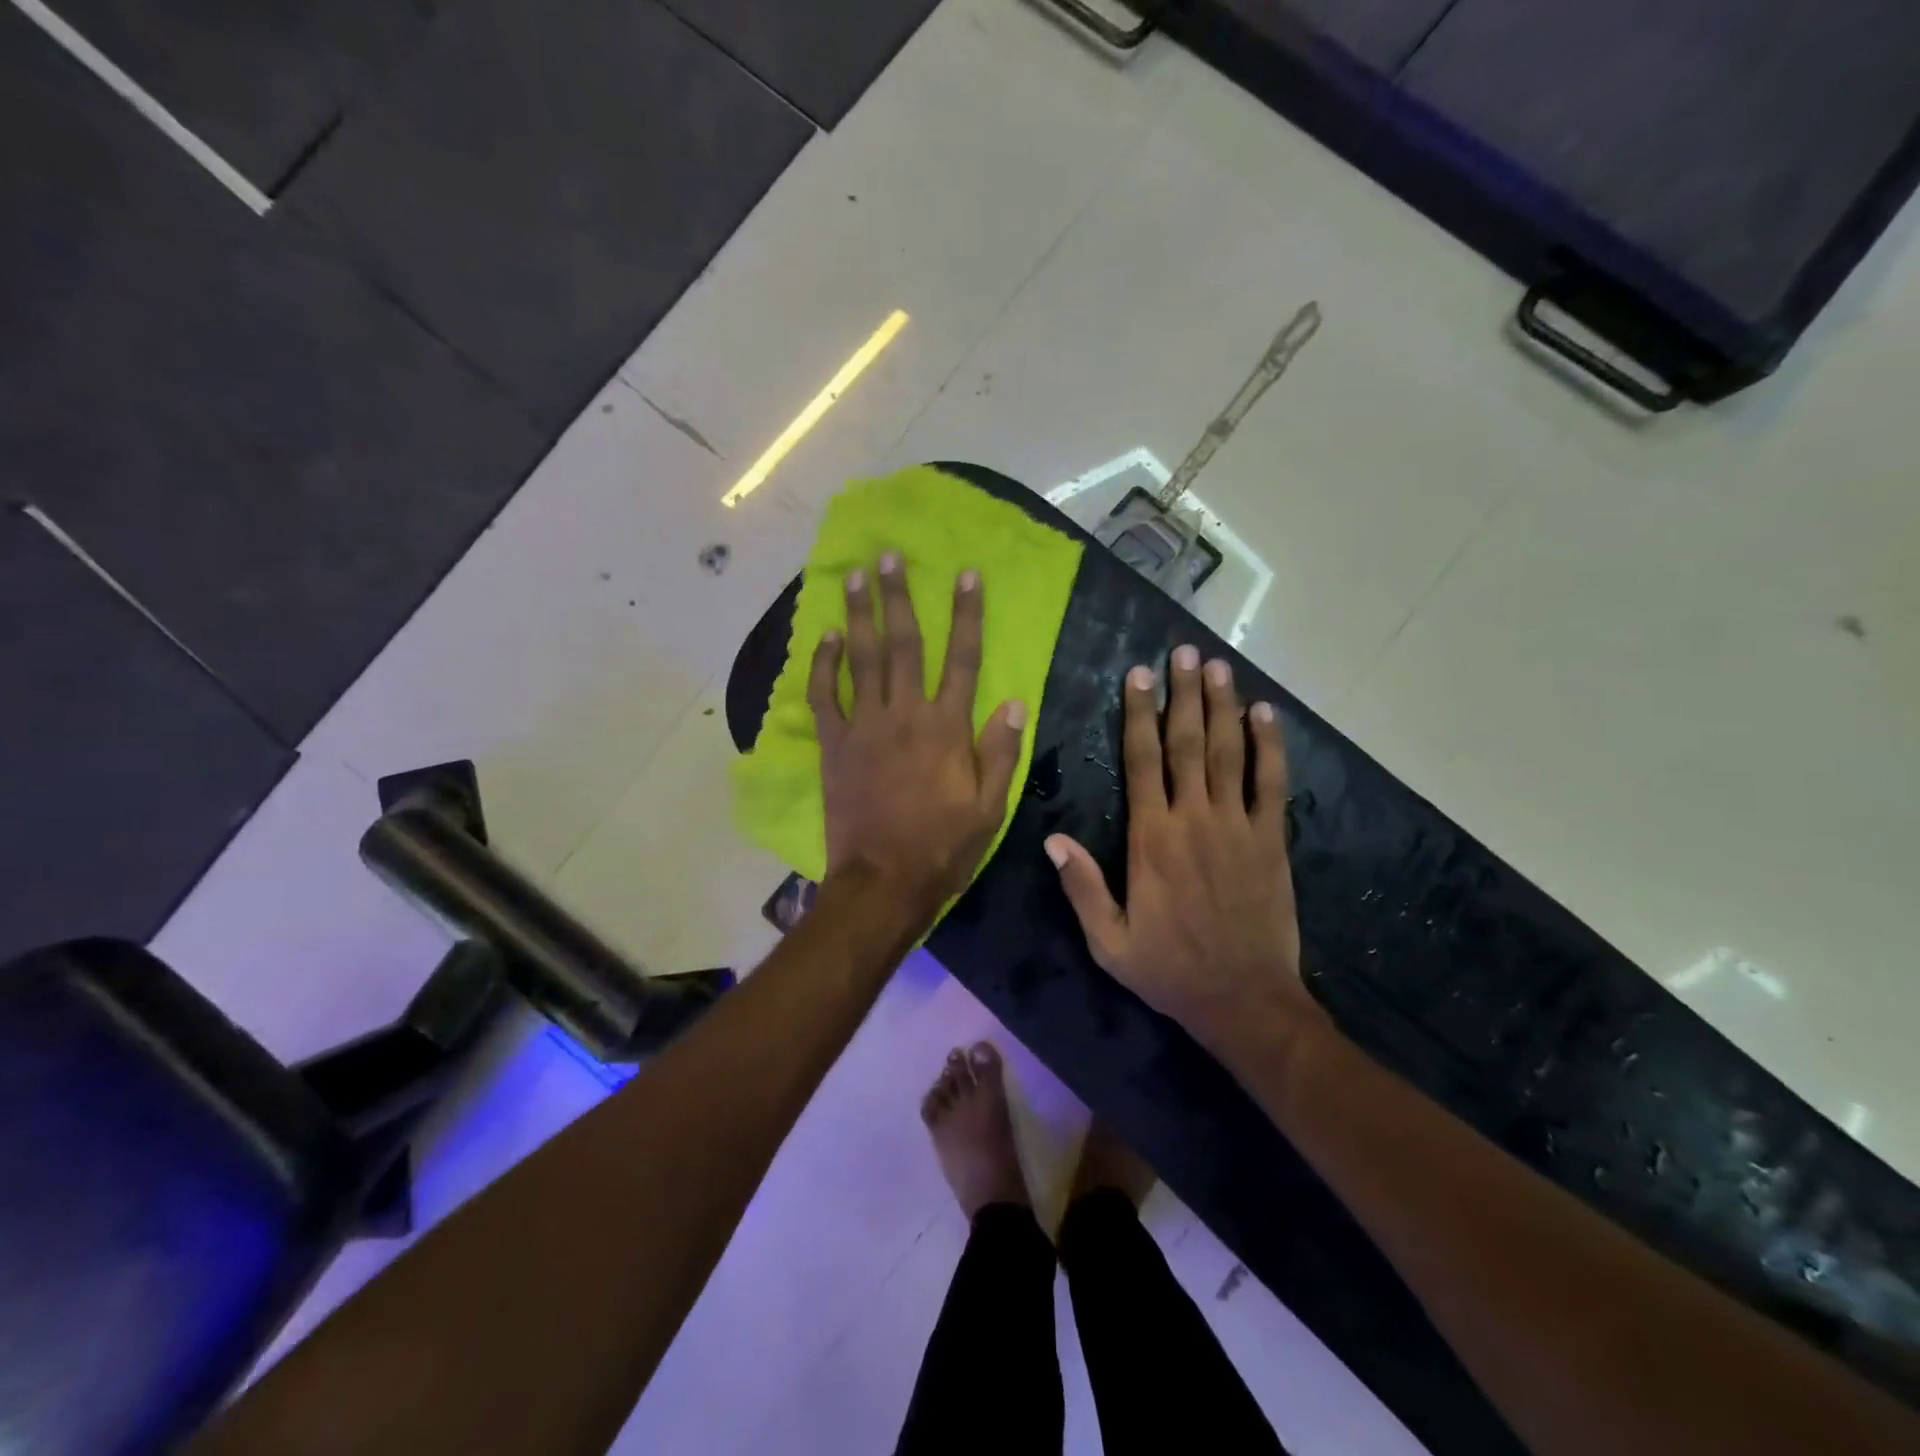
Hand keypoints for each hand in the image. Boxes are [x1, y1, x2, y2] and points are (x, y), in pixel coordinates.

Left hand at [809, 554, 1024, 922]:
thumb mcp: (990, 807)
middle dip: (899, 596)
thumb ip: (1001, 751)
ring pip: (862, 659)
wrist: (883, 880)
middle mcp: (905, 714)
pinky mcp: (834, 745)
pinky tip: (826, 637)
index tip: (966, 575)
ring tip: (853, 576)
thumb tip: (1014, 701)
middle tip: (889, 556)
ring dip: (858, 614)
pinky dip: (824, 665)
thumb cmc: (943, 846)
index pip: (963, 658)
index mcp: (947, 728)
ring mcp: (864, 727)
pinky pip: (824, 696)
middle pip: (904, 644)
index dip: (966, 614)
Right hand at [1044, 645, 1319, 1056]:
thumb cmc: (1170, 970)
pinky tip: (1266, 714)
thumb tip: (1051, 838)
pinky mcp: (1271, 840)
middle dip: (1183, 695)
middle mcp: (1194, 820)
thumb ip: (1081, 887)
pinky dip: (1269, 746)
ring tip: (1218, 666)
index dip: (1139, 715)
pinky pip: (1271, 783)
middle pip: (1186, 744)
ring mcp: (1237, 826)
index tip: (1138, 675)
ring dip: (1222, 706)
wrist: (1244, 1000)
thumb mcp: (1109, 941)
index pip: (1142, 762)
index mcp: (1151, 839)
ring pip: (1227, 753)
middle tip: (1183, 652)